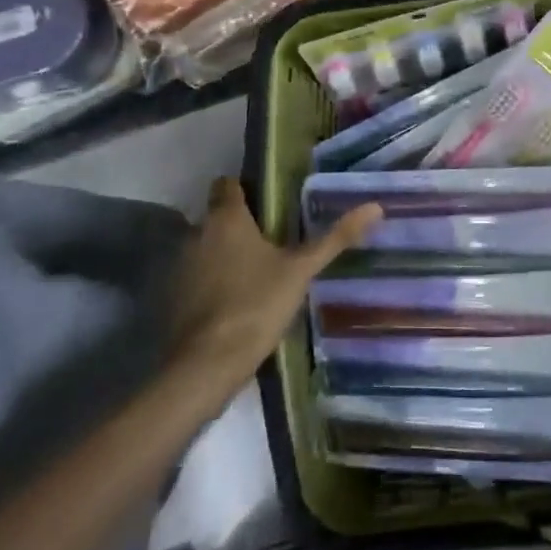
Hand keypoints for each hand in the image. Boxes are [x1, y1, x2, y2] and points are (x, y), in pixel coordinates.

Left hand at [165, 177, 380, 395]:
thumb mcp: (301, 270)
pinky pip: (198, 276)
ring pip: (207, 247)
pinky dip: (214, 281)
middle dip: (242, 224)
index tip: (269, 199)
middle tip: (275, 237)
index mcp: (226, 219)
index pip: (228, 184)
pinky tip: (238, 299)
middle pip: (219, 217)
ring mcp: (181, 267)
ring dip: (226, 254)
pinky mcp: (175, 297)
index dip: (245, 187)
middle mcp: (197, 234)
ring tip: (260, 270)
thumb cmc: (256, 304)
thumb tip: (375, 207)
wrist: (206, 365)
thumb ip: (335, 238)